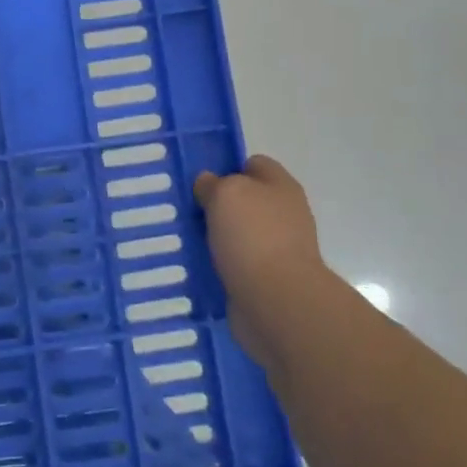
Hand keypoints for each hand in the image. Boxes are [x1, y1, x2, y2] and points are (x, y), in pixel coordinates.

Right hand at [193, 156, 325, 342]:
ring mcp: (277, 248)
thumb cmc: (253, 236)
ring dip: (214, 237)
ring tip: (182, 239)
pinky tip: (195, 265)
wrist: (277, 301)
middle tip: (185, 211)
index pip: (253, 164)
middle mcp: (283, 214)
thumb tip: (209, 184)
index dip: (227, 168)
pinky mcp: (266, 278)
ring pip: (237, 233)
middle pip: (244, 200)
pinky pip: (235, 263)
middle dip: (216, 205)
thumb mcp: (225, 193)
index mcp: (280, 186)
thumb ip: (213, 183)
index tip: (199, 181)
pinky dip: (217, 264)